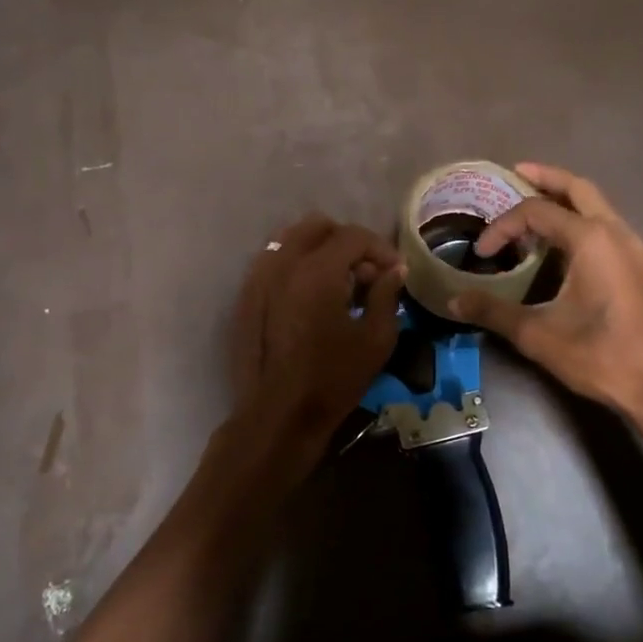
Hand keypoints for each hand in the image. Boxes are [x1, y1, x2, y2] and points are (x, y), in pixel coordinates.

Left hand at [230, 213, 405, 446]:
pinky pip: (274, 262)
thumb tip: (394, 271)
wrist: (279, 414)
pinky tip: (313, 295)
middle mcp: (283, 264)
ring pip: (291, 240)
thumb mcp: (375, 339)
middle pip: (318, 226)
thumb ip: (386, 295)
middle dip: (348, 242)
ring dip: (321, 250)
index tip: (395, 271)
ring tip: (341, 282)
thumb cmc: (333, 379)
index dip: (380, 249)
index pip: (353, 236)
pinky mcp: (247, 296)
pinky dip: (297, 266)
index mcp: (317, 271)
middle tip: (367, 271)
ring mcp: (259, 278)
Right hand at [449, 163, 642, 419]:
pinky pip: (608, 227)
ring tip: (535, 210)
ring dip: (566, 200)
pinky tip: (563, 246)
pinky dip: (582, 221)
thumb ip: (493, 311)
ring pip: (598, 206)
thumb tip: (453, 300)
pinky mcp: (641, 267)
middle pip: (578, 188)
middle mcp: (616, 232)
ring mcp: (635, 249)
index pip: (537, 212)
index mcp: (591, 239)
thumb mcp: (537, 334)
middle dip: (546, 178)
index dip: (503, 226)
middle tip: (516, 173)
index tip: (482, 252)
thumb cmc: (598, 355)